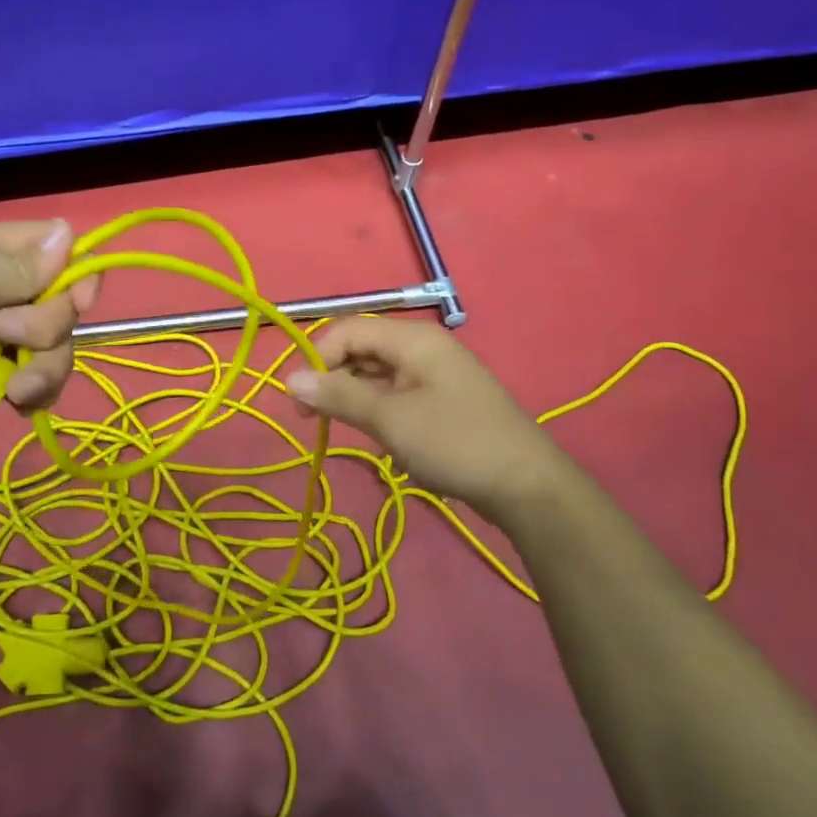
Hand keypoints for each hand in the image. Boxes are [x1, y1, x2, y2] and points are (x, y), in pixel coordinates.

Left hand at [0, 219, 98, 479]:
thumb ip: (18, 265)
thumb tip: (69, 230)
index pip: (41, 242)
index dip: (69, 266)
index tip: (81, 296)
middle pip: (55, 295)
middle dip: (45, 323)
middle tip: (10, 338)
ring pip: (54, 340)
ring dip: (43, 364)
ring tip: (14, 388)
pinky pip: (40, 374)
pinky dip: (35, 389)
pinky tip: (15, 403)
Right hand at [284, 318, 572, 533]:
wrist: (527, 487)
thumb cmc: (455, 443)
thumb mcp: (390, 419)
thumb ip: (339, 395)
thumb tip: (290, 379)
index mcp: (414, 340)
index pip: (349, 330)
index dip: (318, 357)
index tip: (297, 398)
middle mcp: (423, 349)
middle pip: (362, 349)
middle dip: (332, 377)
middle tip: (309, 418)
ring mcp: (434, 375)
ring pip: (376, 374)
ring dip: (352, 396)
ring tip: (337, 428)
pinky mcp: (441, 402)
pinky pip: (395, 394)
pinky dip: (376, 409)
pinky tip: (374, 435)